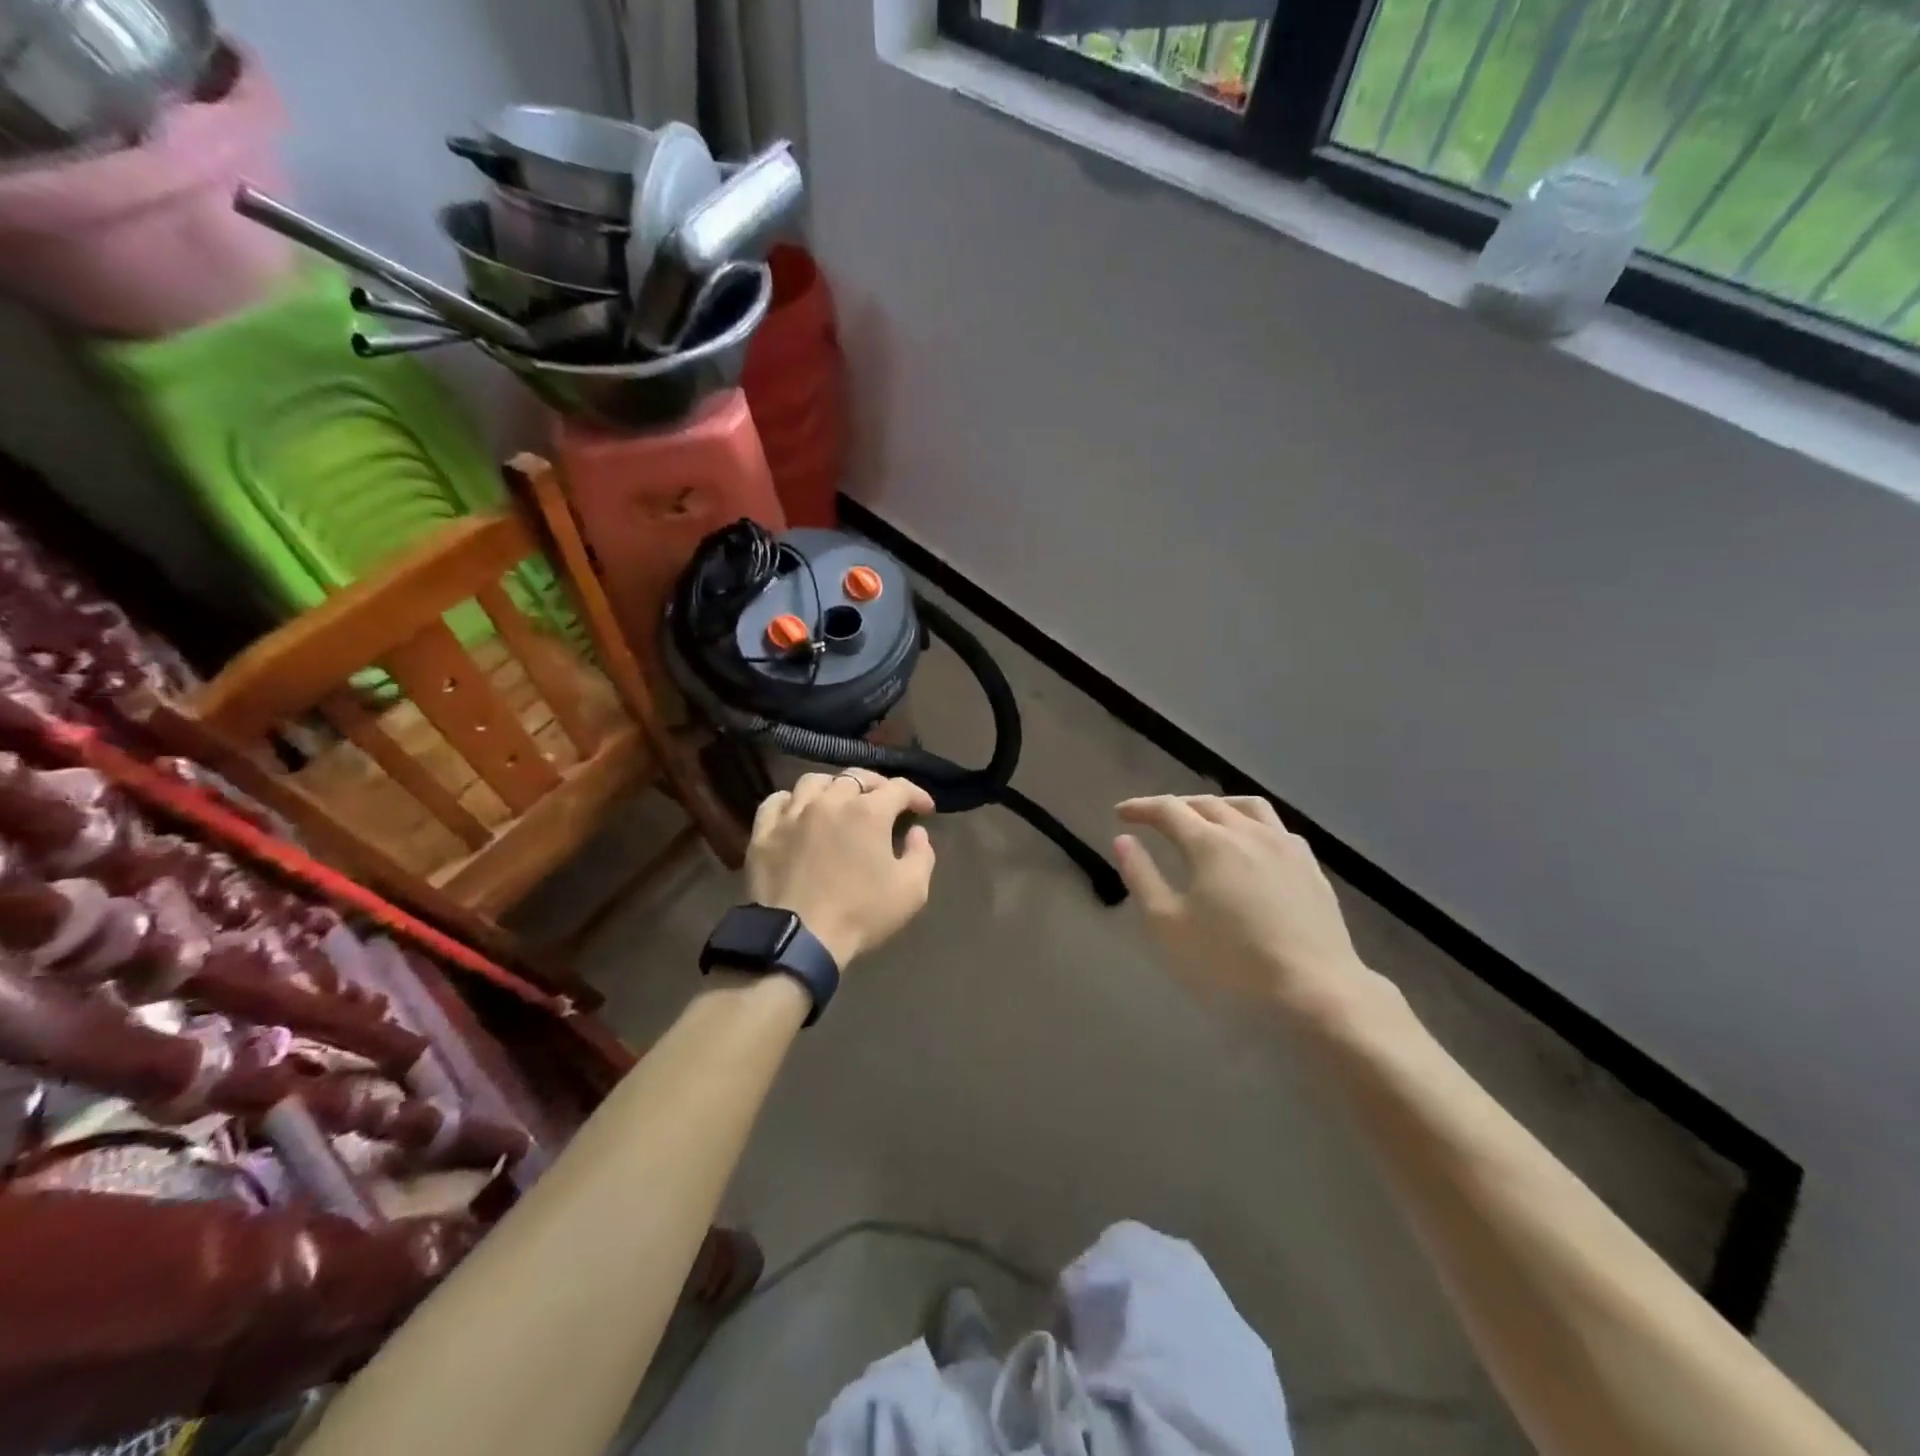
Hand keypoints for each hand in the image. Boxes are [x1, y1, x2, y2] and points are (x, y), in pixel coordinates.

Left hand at [748, 770, 936, 967]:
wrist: (798, 939)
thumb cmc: (860, 913)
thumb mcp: (911, 891)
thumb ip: (922, 854)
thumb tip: (916, 832)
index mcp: (869, 812)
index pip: (899, 788)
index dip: (916, 794)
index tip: (925, 810)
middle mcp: (830, 801)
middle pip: (856, 777)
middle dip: (877, 786)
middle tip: (885, 803)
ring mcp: (793, 813)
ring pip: (814, 782)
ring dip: (833, 787)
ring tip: (840, 801)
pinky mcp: (764, 831)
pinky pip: (776, 801)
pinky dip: (792, 801)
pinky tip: (797, 811)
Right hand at [1114, 795, 1376, 1020]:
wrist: (1316, 992)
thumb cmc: (1230, 963)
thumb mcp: (1168, 926)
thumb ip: (1142, 877)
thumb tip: (1123, 840)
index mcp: (1210, 843)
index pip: (1168, 810)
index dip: (1141, 807)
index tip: (1120, 813)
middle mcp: (1249, 833)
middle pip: (1207, 804)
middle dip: (1176, 806)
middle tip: (1155, 820)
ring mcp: (1286, 847)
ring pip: (1248, 807)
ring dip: (1218, 806)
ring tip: (1204, 820)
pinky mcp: (1311, 868)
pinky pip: (1276, 829)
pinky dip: (1252, 825)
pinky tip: (1251, 847)